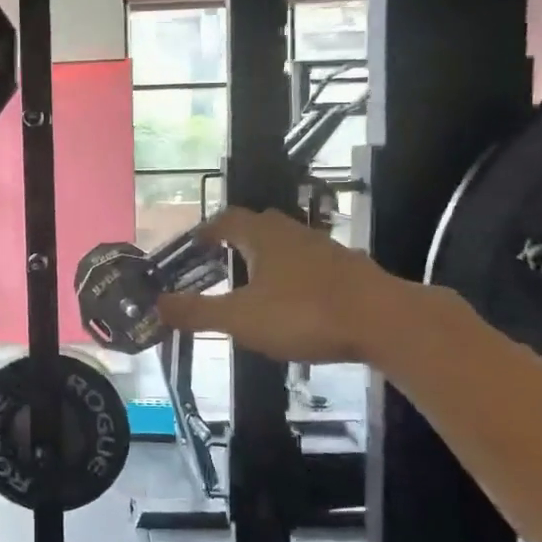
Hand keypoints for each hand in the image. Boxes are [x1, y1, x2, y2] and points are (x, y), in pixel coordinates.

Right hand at [156, 207, 418, 363]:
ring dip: (269, 259)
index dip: (206, 230)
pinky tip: (296, 304)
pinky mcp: (352, 271)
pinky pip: (313, 266)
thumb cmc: (304, 314)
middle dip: (238, 241)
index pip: (227, 219)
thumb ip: (197, 312)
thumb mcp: (240, 318)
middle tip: (221, 263)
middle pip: (260, 226)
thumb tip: (155, 305)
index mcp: (263, 237)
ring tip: (255, 285)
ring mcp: (327, 250)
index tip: (193, 246)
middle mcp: (294, 233)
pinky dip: (297, 278)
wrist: (386, 322)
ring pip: (289, 245)